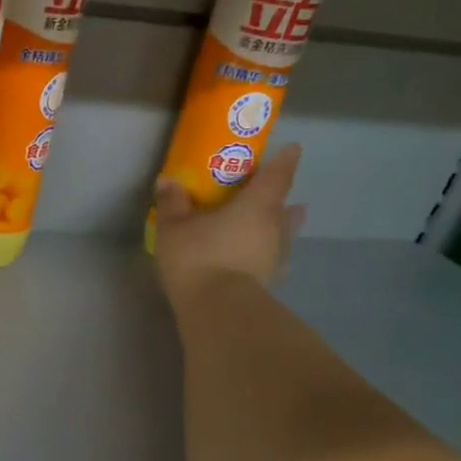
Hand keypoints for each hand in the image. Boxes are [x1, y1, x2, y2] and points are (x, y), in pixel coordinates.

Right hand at [152, 143, 304, 309]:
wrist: (217, 310)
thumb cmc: (198, 258)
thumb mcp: (174, 228)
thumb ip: (172, 203)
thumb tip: (167, 181)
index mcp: (256, 205)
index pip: (277, 175)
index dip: (284, 161)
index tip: (292, 150)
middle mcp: (274, 226)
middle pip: (282, 205)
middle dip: (277, 197)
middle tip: (269, 192)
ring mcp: (275, 256)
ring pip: (284, 233)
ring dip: (283, 225)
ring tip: (286, 218)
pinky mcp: (269, 282)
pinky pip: (274, 261)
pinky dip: (272, 255)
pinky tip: (268, 259)